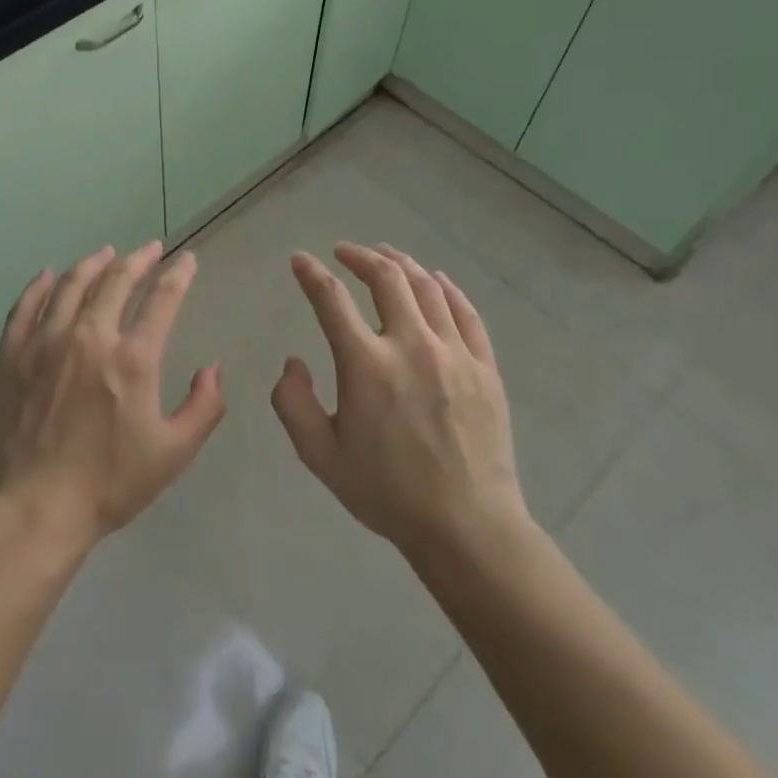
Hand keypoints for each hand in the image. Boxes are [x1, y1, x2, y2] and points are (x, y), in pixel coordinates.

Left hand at [0, 242, 224, 557]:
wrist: (33, 508)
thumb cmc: (108, 484)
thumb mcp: (173, 453)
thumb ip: (203, 407)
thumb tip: (212, 370)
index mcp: (132, 358)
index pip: (162, 299)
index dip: (178, 275)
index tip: (187, 260)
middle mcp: (89, 336)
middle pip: (116, 280)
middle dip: (138, 259)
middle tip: (150, 249)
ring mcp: (45, 342)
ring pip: (71, 285)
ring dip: (92, 263)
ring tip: (106, 253)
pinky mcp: (12, 355)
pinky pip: (26, 306)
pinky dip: (40, 285)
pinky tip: (48, 275)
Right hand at [271, 243, 530, 561]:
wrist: (466, 526)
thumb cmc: (386, 492)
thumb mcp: (320, 456)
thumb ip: (293, 403)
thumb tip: (293, 361)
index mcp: (366, 365)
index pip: (331, 299)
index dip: (311, 274)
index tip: (299, 260)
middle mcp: (410, 345)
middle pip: (385, 278)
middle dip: (359, 256)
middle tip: (344, 252)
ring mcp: (453, 352)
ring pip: (427, 287)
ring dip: (401, 263)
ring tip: (384, 254)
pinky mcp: (484, 366)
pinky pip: (465, 312)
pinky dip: (447, 288)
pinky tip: (436, 280)